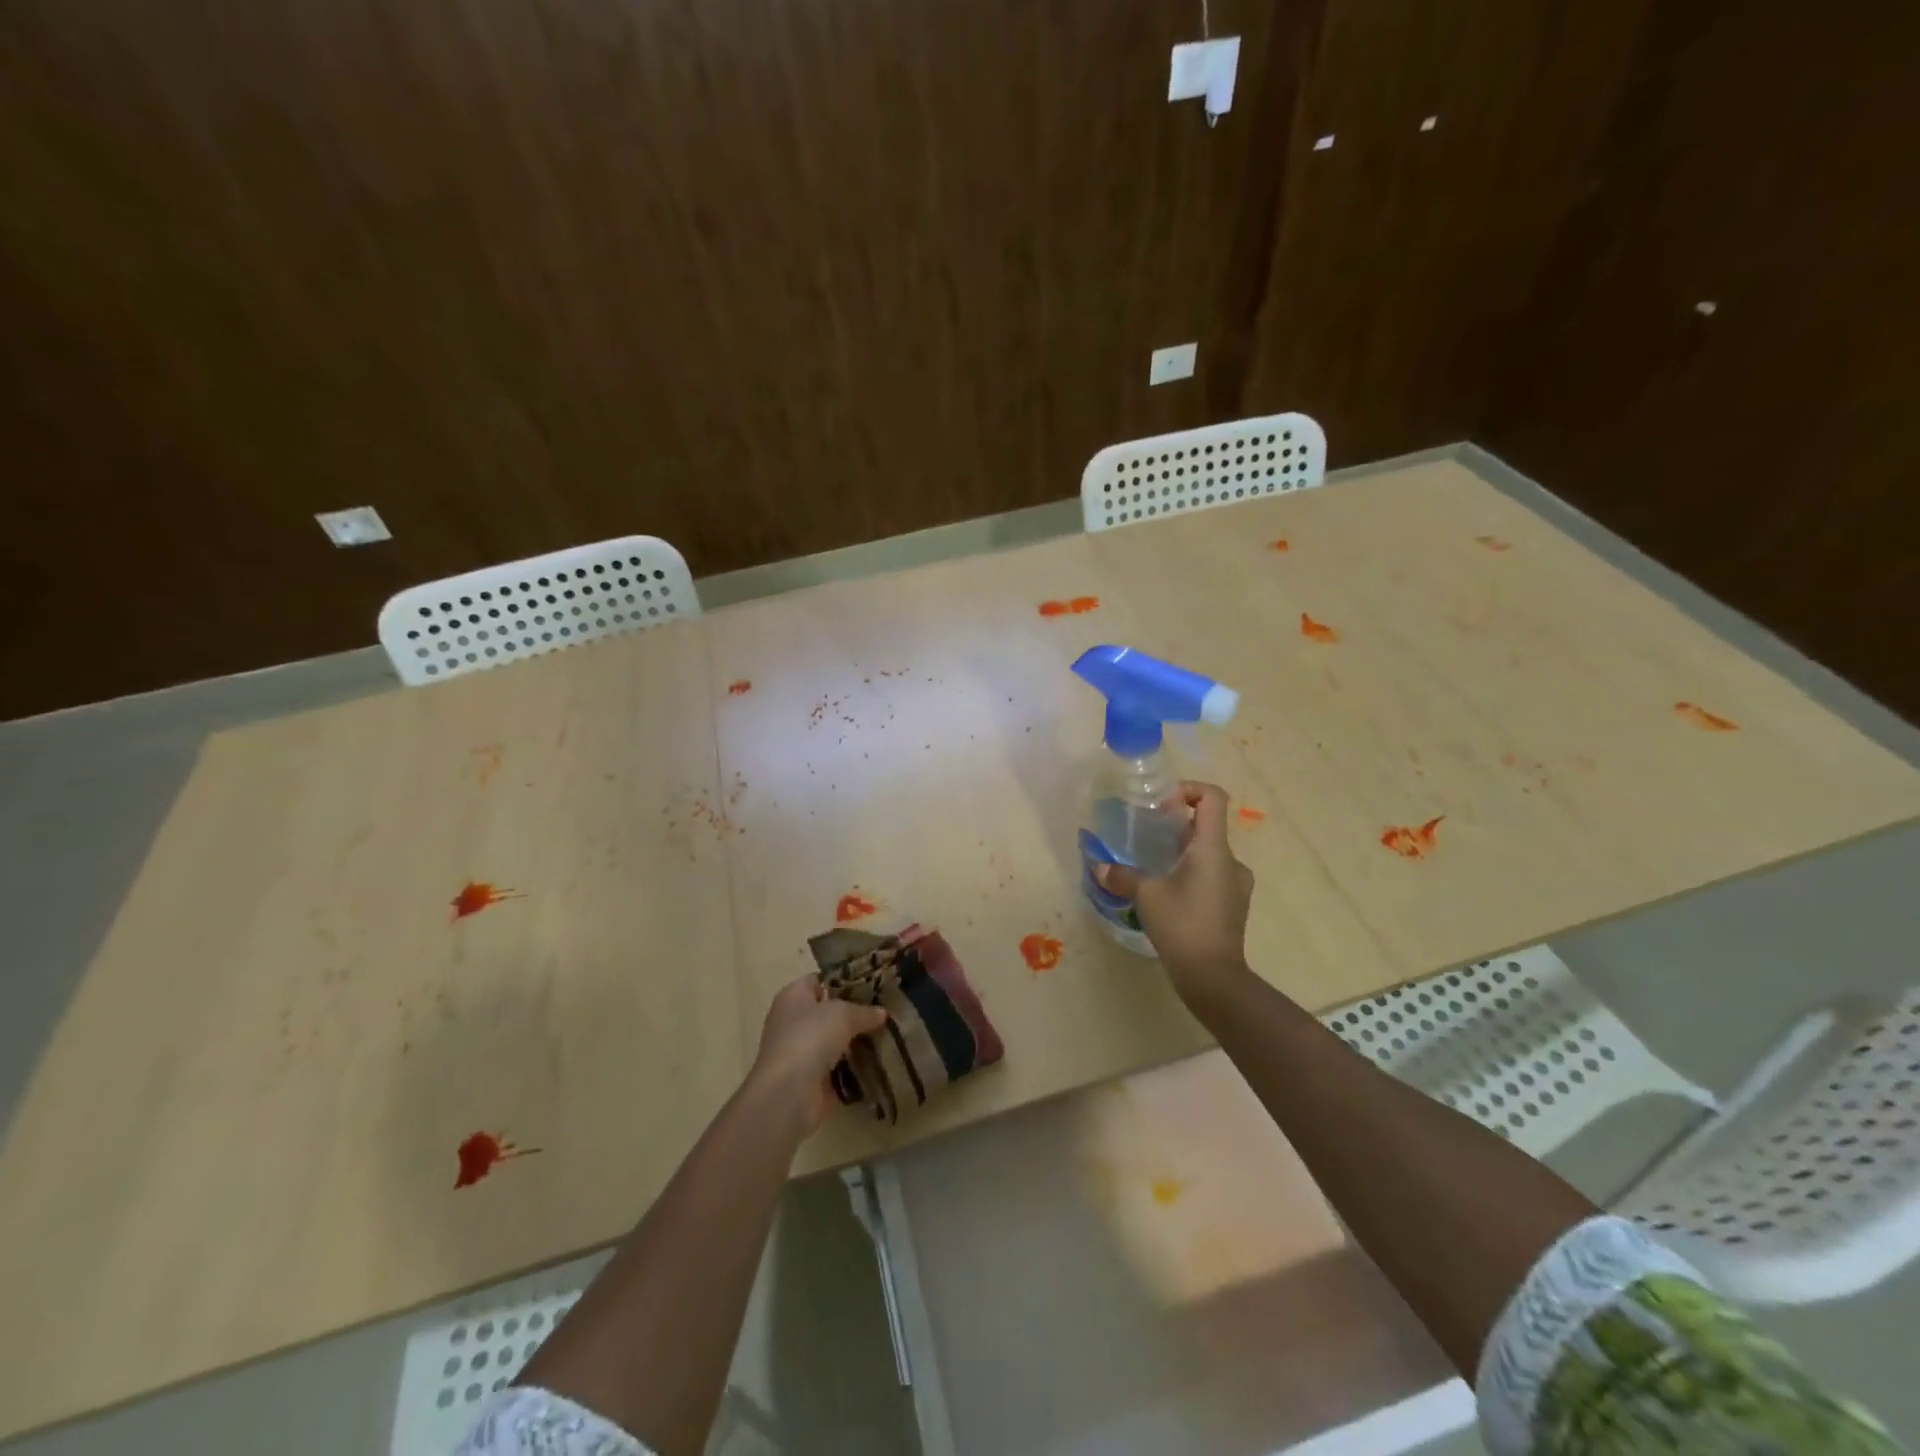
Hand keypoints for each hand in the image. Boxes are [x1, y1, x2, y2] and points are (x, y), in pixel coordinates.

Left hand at [749, 975, 888, 1133]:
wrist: (789, 1093)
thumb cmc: (811, 1037)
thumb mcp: (843, 1013)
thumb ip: (864, 1011)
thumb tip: (881, 1013)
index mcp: (793, 996)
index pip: (819, 980)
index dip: (844, 981)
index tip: (872, 985)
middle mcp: (792, 1021)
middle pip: (828, 1011)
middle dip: (854, 1013)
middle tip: (884, 1012)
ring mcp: (800, 1052)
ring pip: (834, 1040)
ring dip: (855, 1042)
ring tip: (887, 1036)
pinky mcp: (809, 1080)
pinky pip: (837, 1067)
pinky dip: (853, 1067)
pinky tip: (878, 1062)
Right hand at [1094, 781, 1254, 1001]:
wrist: (1213, 977)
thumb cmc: (1183, 925)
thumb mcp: (1146, 896)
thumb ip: (1123, 876)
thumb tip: (1099, 866)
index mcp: (1213, 848)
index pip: (1212, 798)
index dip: (1188, 790)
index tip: (1162, 805)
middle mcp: (1231, 860)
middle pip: (1207, 825)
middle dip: (1177, 826)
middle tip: (1147, 838)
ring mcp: (1237, 885)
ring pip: (1209, 853)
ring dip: (1184, 853)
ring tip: (1155, 868)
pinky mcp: (1233, 905)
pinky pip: (1213, 876)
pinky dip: (1192, 875)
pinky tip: (1169, 895)